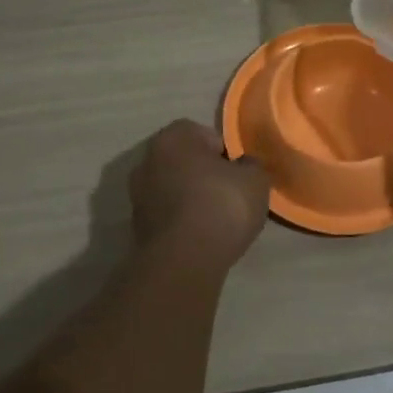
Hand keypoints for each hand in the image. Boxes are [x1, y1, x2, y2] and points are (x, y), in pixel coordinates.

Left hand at [129, 120, 270, 267]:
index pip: (202, 133)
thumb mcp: (255, 179)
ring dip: (190, 198)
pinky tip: (200, 237)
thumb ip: (251, 166)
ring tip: (216, 219)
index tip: (237, 172)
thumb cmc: (221, 205)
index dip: (224, 151)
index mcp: (174, 137)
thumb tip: (244, 166)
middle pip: (184, 160)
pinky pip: (166, 214)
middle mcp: (148, 159)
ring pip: (172, 188)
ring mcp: (137, 194)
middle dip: (203, 173)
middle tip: (228, 193)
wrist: (184, 260)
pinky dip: (181, 221)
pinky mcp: (136, 226)